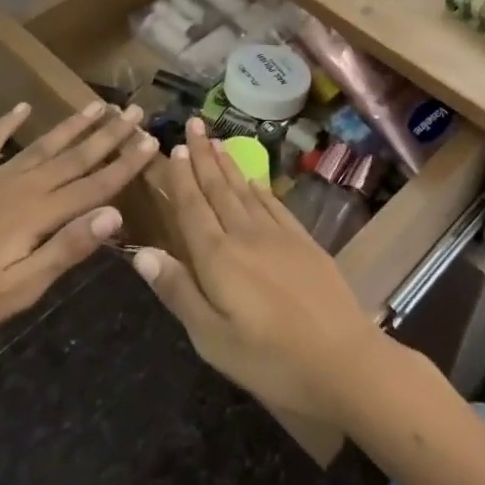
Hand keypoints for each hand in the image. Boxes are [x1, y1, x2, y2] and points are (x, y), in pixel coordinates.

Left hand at [0, 100, 157, 363]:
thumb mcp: (19, 289)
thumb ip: (67, 249)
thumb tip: (115, 213)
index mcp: (37, 214)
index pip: (94, 184)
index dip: (126, 163)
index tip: (152, 140)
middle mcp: (19, 187)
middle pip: (73, 157)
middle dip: (108, 134)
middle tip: (135, 110)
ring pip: (40, 146)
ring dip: (71, 126)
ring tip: (97, 105)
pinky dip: (6, 125)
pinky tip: (20, 109)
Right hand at [128, 120, 384, 426]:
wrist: (343, 360)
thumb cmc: (270, 360)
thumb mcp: (212, 338)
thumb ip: (178, 291)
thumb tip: (140, 251)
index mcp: (218, 258)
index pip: (193, 207)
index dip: (181, 177)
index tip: (173, 147)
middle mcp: (245, 235)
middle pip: (219, 188)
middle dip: (203, 156)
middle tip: (194, 124)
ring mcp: (278, 235)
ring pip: (246, 190)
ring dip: (228, 164)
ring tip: (216, 141)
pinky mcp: (303, 241)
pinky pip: (273, 204)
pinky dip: (259, 187)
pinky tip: (254, 179)